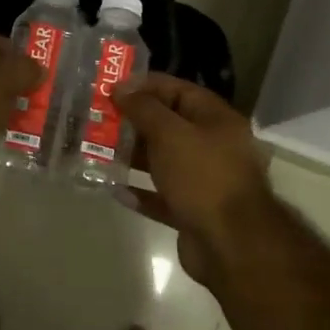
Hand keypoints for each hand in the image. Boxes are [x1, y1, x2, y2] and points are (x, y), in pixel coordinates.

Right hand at [119, 73, 276, 284]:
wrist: (230, 243)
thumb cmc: (203, 177)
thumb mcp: (170, 134)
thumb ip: (144, 109)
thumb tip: (122, 88)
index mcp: (216, 120)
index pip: (178, 90)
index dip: (145, 86)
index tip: (111, 87)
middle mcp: (213, 146)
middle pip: (169, 126)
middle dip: (135, 122)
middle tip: (98, 119)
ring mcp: (204, 181)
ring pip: (163, 162)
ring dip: (134, 156)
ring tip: (99, 151)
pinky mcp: (193, 212)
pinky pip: (162, 196)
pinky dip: (141, 192)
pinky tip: (115, 189)